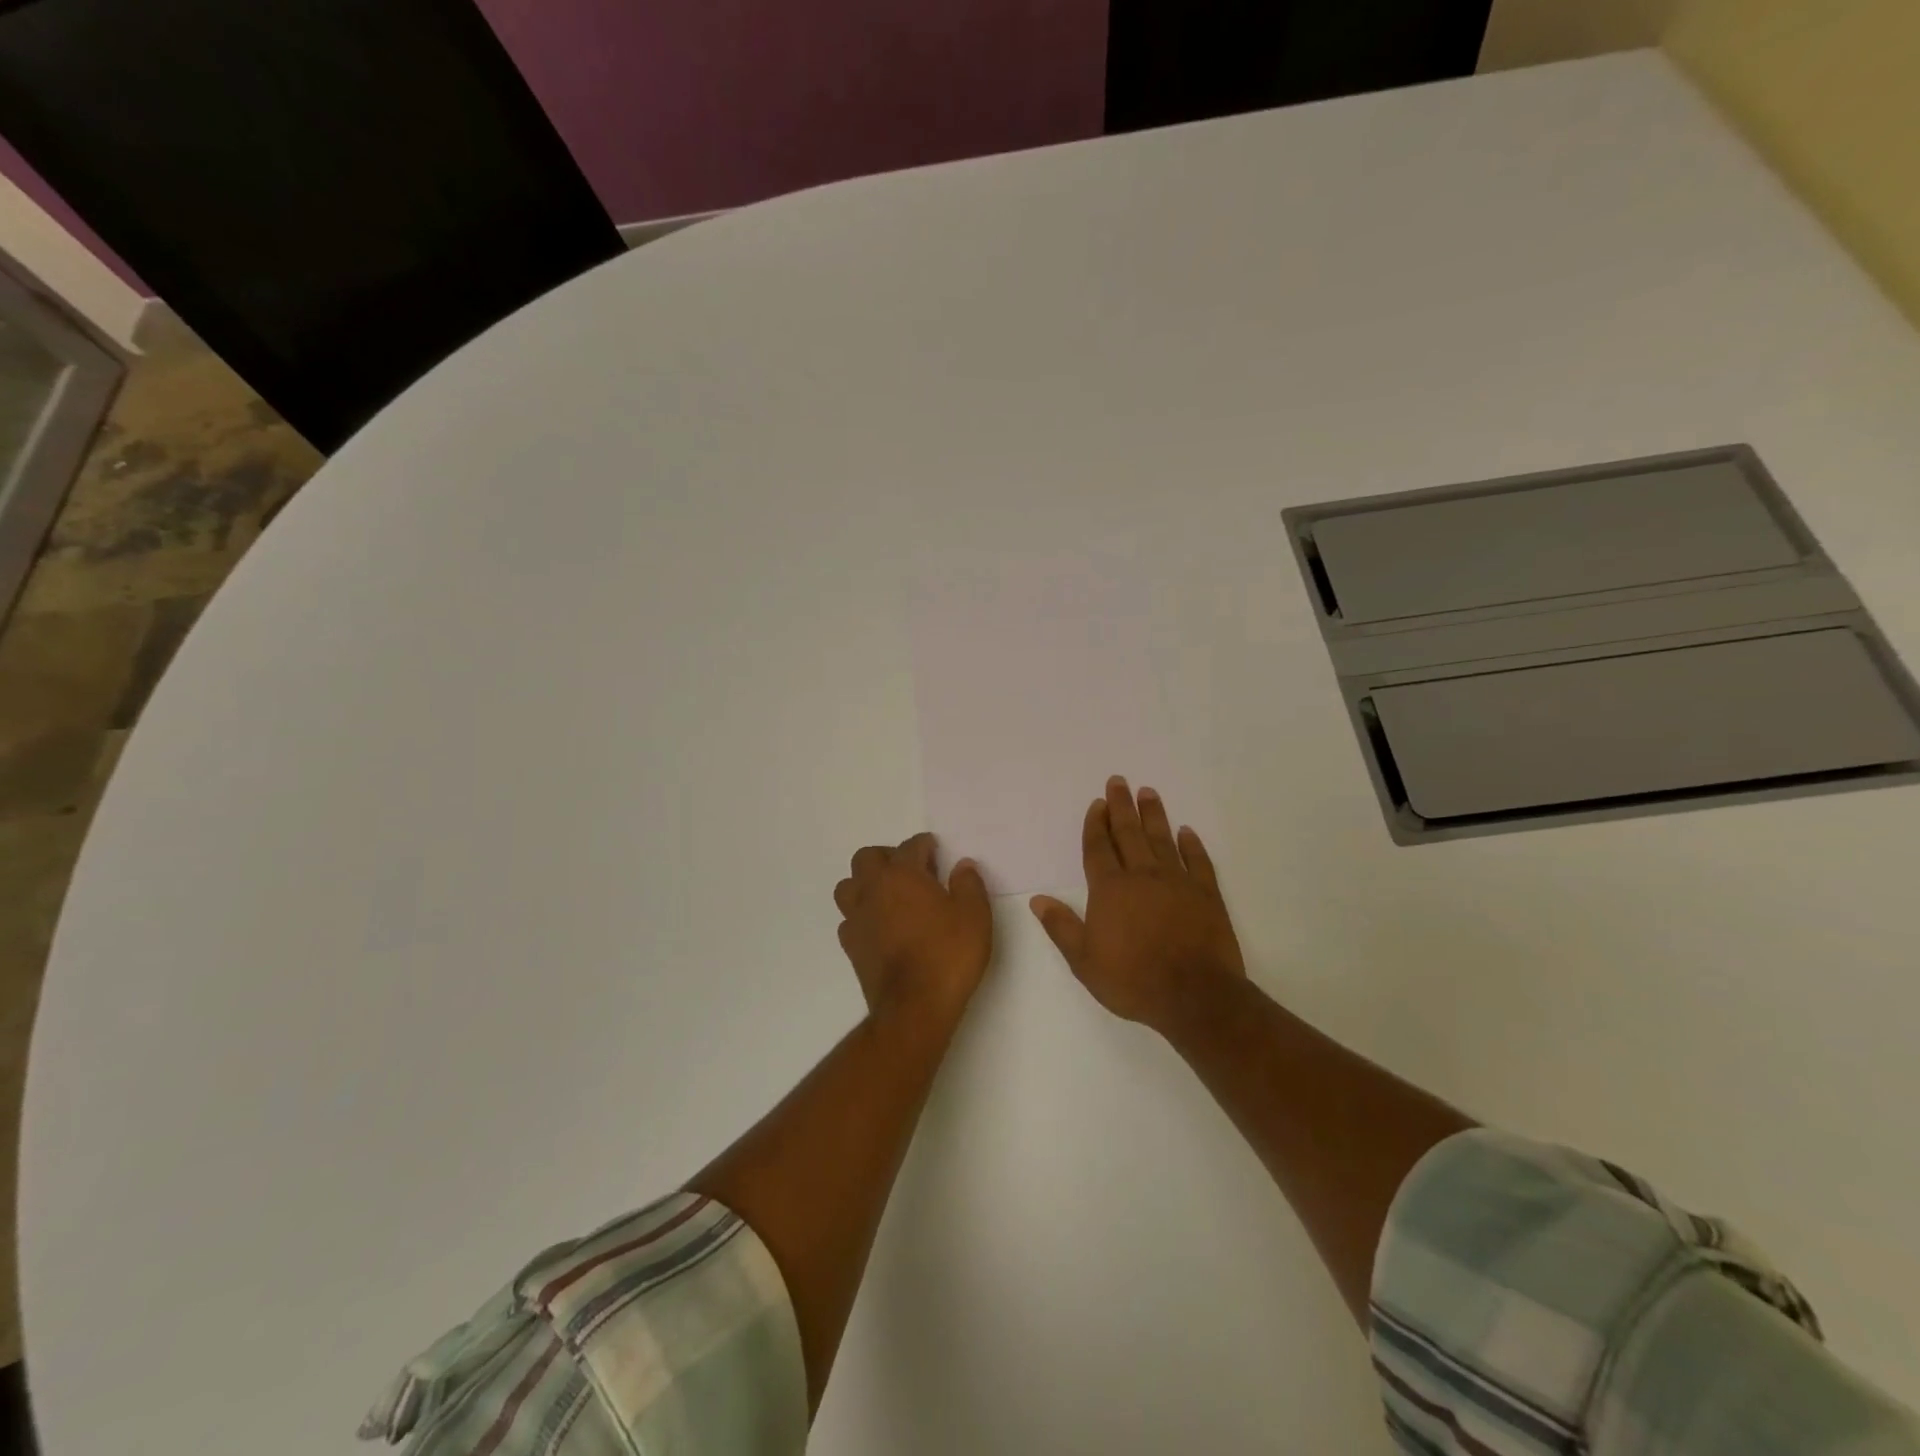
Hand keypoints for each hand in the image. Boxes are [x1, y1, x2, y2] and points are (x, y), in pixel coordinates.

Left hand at [835, 833, 992, 1030]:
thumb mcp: (975, 915)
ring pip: (848, 886)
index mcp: (902, 875)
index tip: (936, 851)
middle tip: (912, 871)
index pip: (910, 846)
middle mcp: (872, 889)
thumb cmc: (948, 955)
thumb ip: (969, 884)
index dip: (925, 845)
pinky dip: (862, 915)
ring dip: (866, 884)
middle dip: (888, 857)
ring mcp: (856, 918)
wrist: (914, 1007)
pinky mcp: (851, 946)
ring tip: (890, 896)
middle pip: (867, 858)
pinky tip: (881, 926)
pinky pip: (849, 918)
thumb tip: (962, 866)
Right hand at [1030, 776, 1244, 1033]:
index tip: (1098, 803)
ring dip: (1154, 815)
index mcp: (1110, 889)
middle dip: (1122, 806)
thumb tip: (1037, 899)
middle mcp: (1142, 876)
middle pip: (1129, 834)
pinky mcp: (1206, 894)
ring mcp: (1177, 882)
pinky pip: (1198, 861)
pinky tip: (1186, 831)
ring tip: (1148, 792)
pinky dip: (1192, 845)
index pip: (1099, 848)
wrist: (1195, 996)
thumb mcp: (1084, 961)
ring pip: (1162, 839)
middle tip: (1119, 781)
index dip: (1096, 824)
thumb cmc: (1133, 980)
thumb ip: (1061, 927)